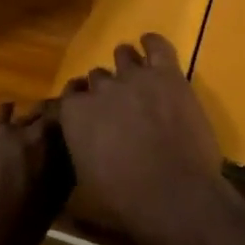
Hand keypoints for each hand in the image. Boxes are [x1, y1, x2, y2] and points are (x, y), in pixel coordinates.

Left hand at [0, 103, 73, 244]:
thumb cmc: (11, 232)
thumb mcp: (47, 212)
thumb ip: (58, 184)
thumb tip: (67, 166)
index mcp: (35, 144)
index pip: (55, 117)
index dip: (64, 114)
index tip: (72, 114)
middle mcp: (9, 133)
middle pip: (29, 115)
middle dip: (39, 117)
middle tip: (47, 121)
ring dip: (6, 114)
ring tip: (10, 109)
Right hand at [58, 34, 238, 244]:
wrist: (175, 196)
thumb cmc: (125, 201)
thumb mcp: (85, 184)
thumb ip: (78, 154)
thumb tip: (81, 151)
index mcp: (74, 115)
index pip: (69, 96)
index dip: (79, 104)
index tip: (87, 115)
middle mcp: (99, 89)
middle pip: (97, 77)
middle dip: (104, 89)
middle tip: (118, 107)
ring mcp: (134, 77)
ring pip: (123, 54)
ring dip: (126, 65)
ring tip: (134, 77)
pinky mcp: (167, 75)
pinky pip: (158, 45)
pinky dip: (152, 43)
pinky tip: (150, 44)